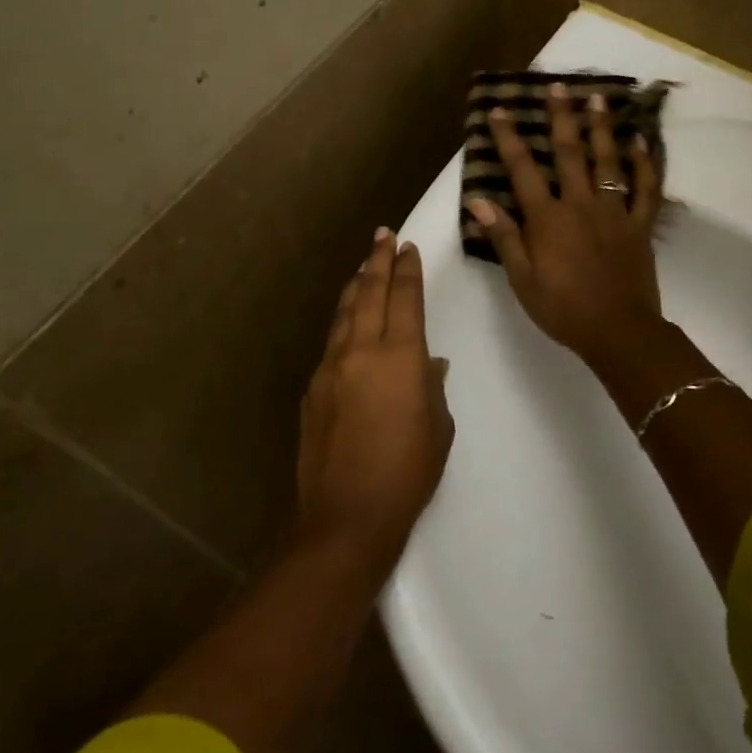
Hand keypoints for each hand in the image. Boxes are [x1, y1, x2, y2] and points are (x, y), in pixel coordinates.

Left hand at [296, 228, 454, 570]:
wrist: (347, 516)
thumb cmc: (408, 473)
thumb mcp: (438, 428)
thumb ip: (431, 387)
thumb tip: (428, 364)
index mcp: (401, 357)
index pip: (405, 298)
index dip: (407, 270)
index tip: (407, 247)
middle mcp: (362, 351)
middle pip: (369, 293)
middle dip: (378, 261)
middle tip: (383, 236)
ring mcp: (331, 368)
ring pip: (344, 313)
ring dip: (355, 285)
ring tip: (363, 266)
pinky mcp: (313, 389)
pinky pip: (331, 343)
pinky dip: (342, 322)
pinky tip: (346, 322)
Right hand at [468, 84, 664, 364]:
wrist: (618, 331)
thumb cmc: (563, 308)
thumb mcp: (522, 279)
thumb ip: (504, 237)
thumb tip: (479, 201)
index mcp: (548, 219)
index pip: (523, 170)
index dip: (510, 139)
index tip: (499, 110)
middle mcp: (581, 205)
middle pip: (570, 153)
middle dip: (561, 118)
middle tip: (558, 86)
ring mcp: (614, 213)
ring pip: (609, 162)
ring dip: (602, 128)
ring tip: (598, 98)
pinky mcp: (639, 226)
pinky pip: (645, 190)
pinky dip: (644, 165)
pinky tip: (641, 143)